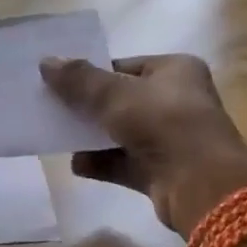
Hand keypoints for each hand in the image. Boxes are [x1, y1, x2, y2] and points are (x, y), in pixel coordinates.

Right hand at [41, 53, 246, 234]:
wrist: (200, 185)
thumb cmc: (163, 124)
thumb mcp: (115, 95)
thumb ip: (79, 80)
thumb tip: (46, 61)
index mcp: (176, 70)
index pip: (125, 66)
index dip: (92, 73)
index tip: (59, 82)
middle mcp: (175, 101)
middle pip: (120, 100)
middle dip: (87, 106)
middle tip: (52, 108)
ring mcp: (169, 139)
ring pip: (120, 133)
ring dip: (91, 137)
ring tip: (57, 135)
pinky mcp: (160, 171)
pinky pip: (122, 163)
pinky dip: (100, 163)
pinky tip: (76, 165)